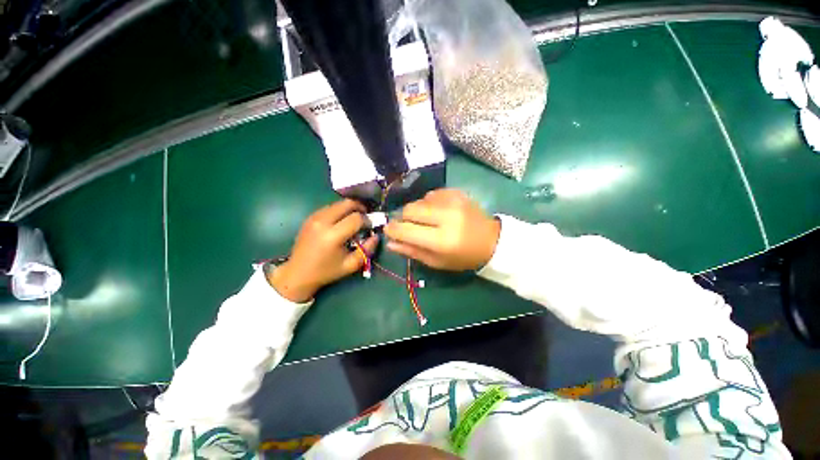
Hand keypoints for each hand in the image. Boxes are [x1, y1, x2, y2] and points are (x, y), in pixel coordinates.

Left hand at [268, 199, 377, 301]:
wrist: (298, 273)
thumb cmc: (326, 271)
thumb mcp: (351, 265)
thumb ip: (367, 250)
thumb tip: (376, 236)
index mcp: (333, 235)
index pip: (356, 218)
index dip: (367, 220)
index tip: (370, 226)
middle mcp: (323, 222)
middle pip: (347, 204)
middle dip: (360, 207)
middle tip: (366, 215)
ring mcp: (314, 217)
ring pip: (338, 203)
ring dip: (349, 208)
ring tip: (355, 218)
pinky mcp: (310, 217)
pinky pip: (329, 207)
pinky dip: (339, 210)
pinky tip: (341, 220)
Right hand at [384, 189, 500, 270]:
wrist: (491, 240)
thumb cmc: (463, 257)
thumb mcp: (437, 261)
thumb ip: (412, 251)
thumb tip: (390, 242)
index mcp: (442, 240)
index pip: (407, 229)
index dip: (393, 229)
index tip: (388, 229)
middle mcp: (447, 216)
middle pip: (410, 209)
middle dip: (403, 217)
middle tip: (408, 225)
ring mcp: (454, 201)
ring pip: (420, 200)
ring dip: (417, 210)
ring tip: (427, 220)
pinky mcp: (458, 193)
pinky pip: (432, 194)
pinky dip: (429, 202)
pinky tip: (437, 211)